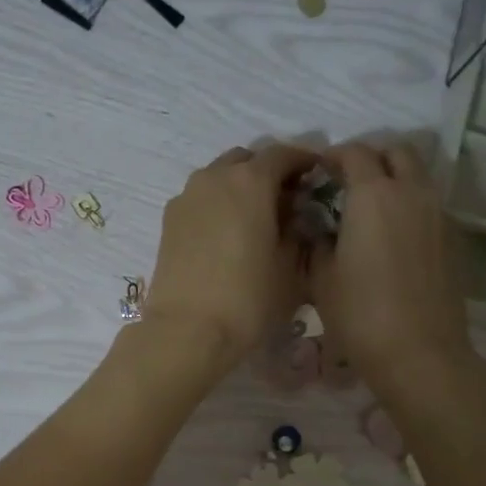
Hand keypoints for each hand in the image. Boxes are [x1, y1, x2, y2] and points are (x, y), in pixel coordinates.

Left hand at [142, 143, 318, 374]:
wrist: (187, 331)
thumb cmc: (248, 300)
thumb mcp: (290, 268)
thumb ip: (297, 232)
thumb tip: (294, 217)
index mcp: (250, 180)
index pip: (283, 154)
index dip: (304, 161)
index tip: (317, 175)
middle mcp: (215, 177)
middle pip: (247, 160)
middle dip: (267, 173)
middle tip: (285, 200)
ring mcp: (186, 197)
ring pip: (219, 178)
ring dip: (239, 188)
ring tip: (254, 218)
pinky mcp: (168, 221)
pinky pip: (200, 199)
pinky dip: (217, 205)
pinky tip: (227, 234)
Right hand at [310, 142, 485, 401]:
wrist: (420, 353)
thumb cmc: (360, 315)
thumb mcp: (322, 279)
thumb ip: (318, 242)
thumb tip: (321, 228)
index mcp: (374, 195)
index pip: (353, 153)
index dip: (332, 157)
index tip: (317, 173)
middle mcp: (411, 192)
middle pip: (396, 151)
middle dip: (371, 157)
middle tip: (347, 182)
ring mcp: (437, 214)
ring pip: (418, 175)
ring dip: (394, 178)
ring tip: (369, 208)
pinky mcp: (451, 238)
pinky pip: (428, 204)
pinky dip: (409, 204)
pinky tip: (391, 235)